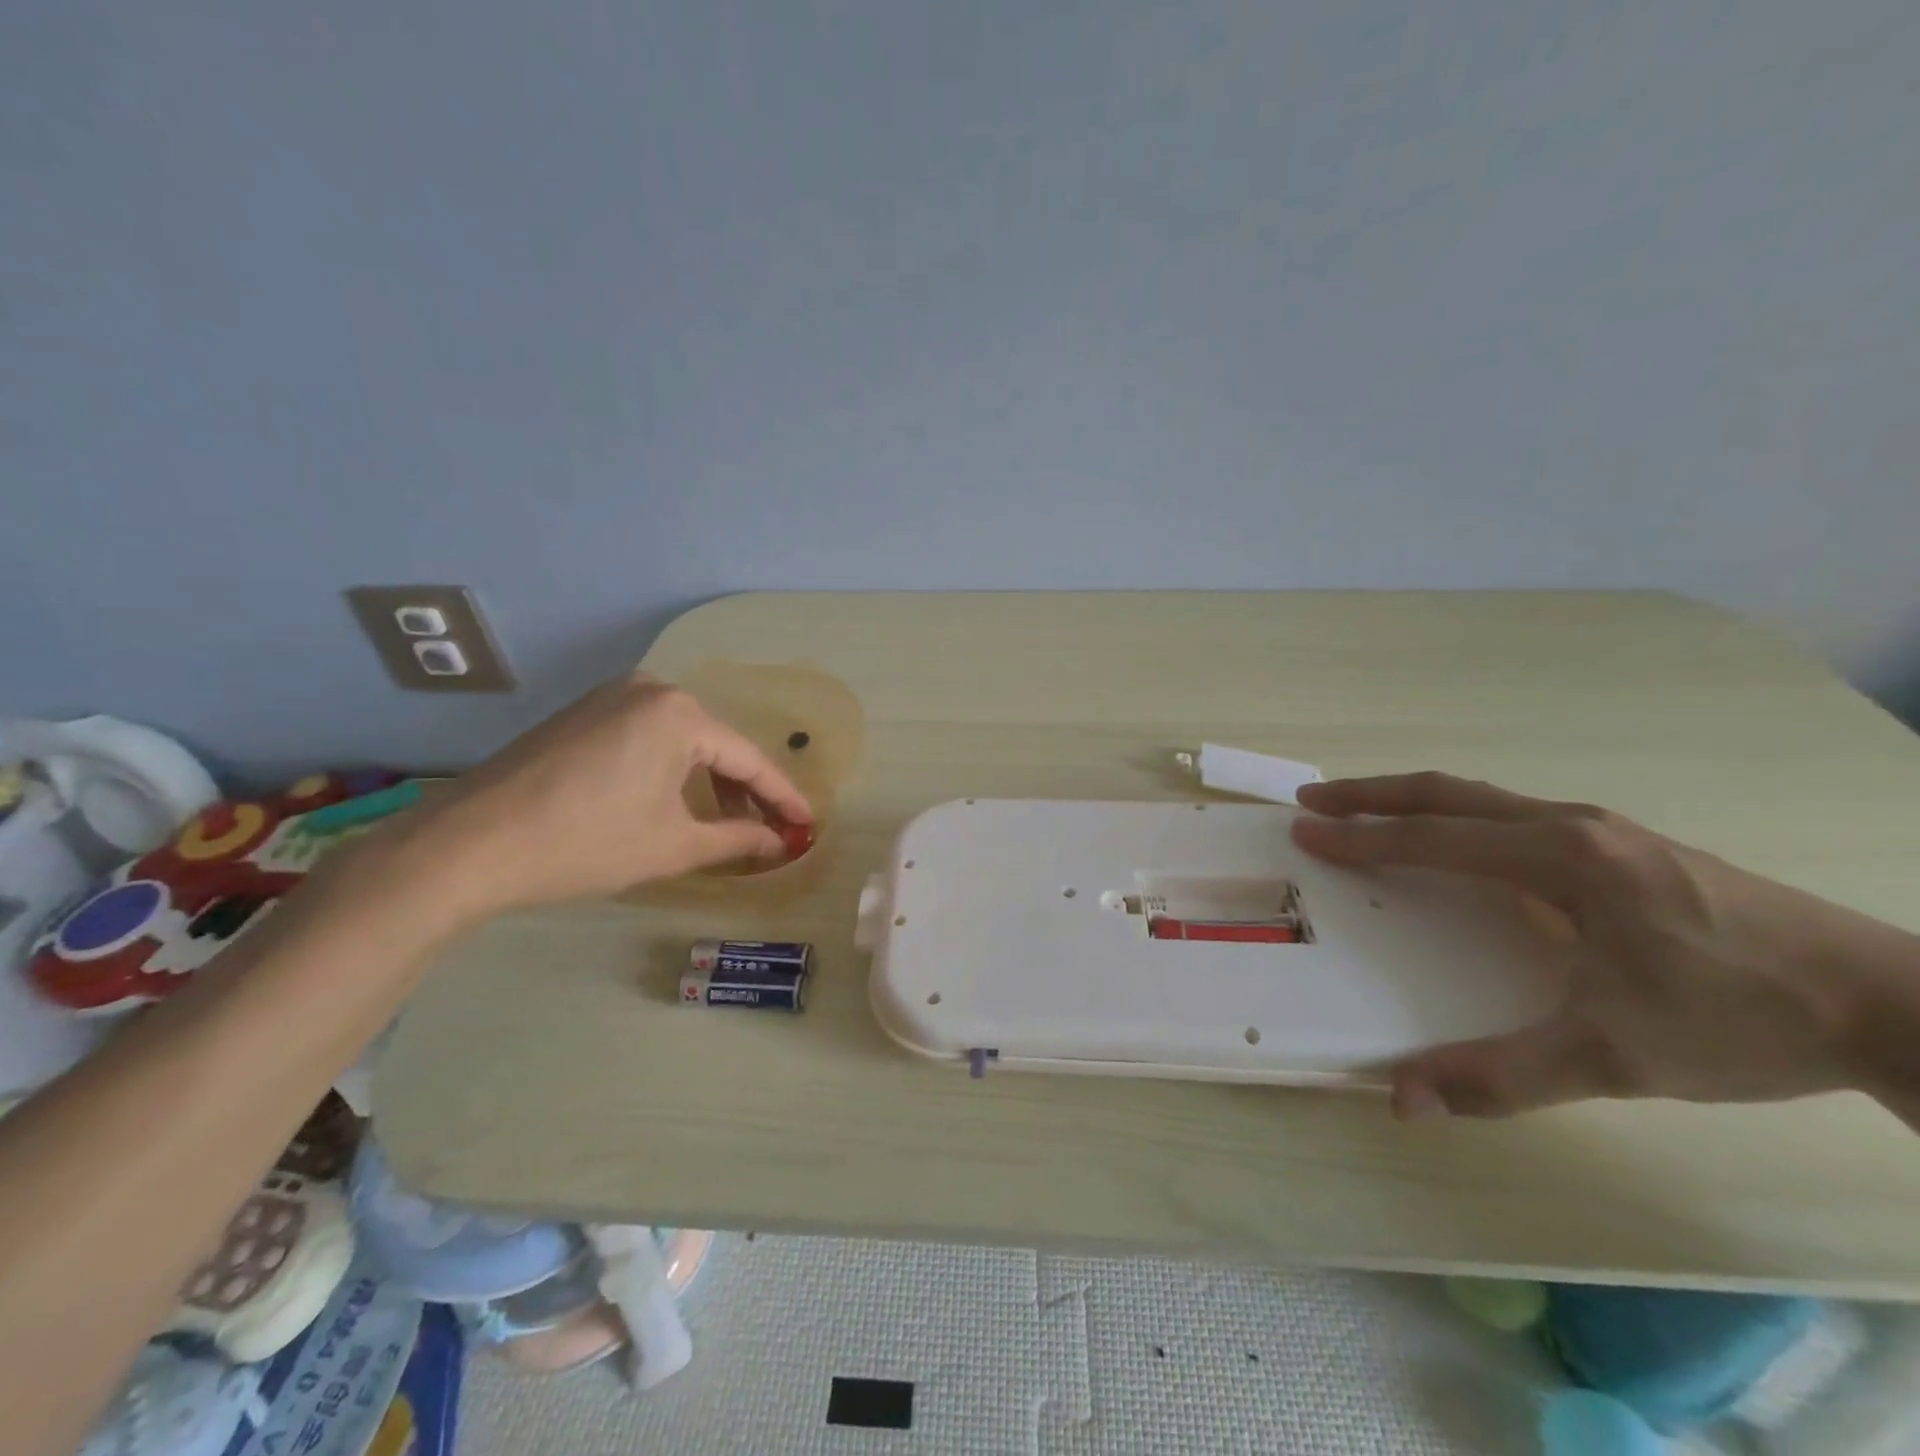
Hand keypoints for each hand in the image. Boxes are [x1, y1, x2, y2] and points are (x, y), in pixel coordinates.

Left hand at [399, 672, 812, 919]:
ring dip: (708, 781)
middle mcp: (651, 690)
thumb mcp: (673, 846)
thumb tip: (782, 842)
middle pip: (717, 745)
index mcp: (679, 714)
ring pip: (683, 741)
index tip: (809, 825)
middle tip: (769, 831)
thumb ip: (738, 839)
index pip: (748, 759)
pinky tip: (675, 801)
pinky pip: (648, 737)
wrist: (470, 845)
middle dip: (745, 791)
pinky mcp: (584, 712)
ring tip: (725, 823)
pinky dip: (671, 769)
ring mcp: (612, 696)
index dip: (783, 798)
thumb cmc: (587, 843)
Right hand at [1290, 772, 1919, 1119]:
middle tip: (1313, 801)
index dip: (1361, 837)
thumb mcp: (1614, 1057)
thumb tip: (1401, 1100)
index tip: (1306, 832)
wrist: (1892, 1005)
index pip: (1433, 838)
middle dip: (1371, 795)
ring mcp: (1601, 828)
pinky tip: (1458, 842)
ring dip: (1413, 801)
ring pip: (1481, 798)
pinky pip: (1512, 814)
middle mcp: (1570, 825)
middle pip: (1447, 794)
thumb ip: (1501, 1075)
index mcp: (1559, 857)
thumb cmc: (1739, 1018)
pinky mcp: (1622, 844)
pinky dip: (1457, 815)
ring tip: (1367, 811)